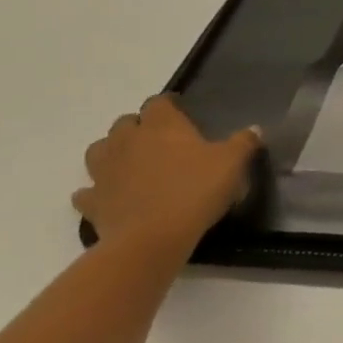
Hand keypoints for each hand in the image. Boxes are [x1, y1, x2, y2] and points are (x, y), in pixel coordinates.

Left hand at [72, 95, 260, 254]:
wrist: (151, 239)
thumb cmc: (195, 191)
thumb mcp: (233, 163)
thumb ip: (244, 142)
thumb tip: (254, 129)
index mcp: (161, 125)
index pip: (159, 102)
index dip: (169, 105)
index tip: (181, 113)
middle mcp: (127, 141)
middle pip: (124, 123)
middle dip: (139, 128)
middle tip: (160, 141)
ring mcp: (104, 171)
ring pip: (99, 151)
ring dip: (112, 153)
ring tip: (132, 164)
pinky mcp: (92, 202)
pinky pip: (88, 192)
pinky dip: (97, 191)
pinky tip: (112, 197)